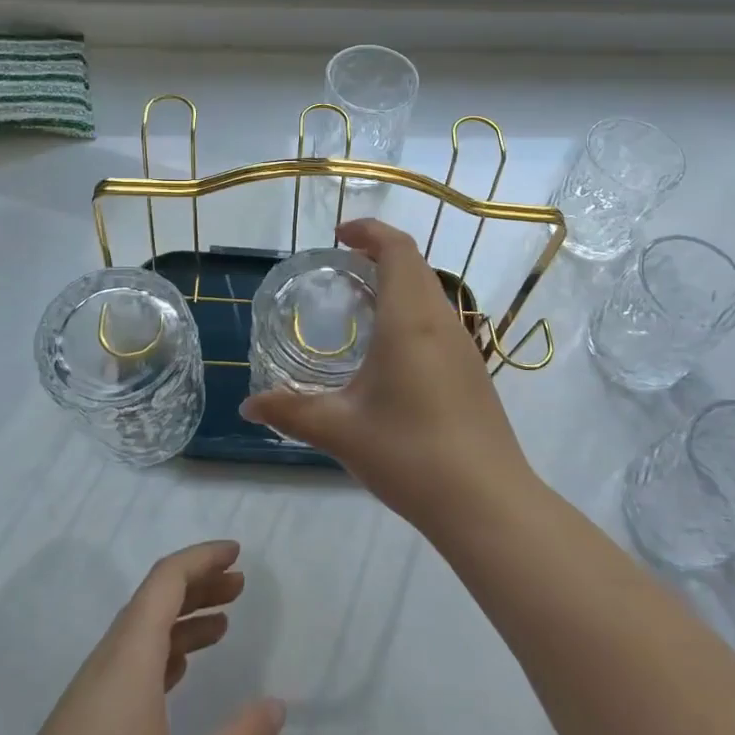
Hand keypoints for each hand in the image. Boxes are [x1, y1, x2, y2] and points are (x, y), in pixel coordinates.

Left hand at [0, 541, 284, 734]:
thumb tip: (276, 707)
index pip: (165, 581)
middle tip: (239, 587)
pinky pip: (124, 670)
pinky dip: (159, 658)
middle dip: (196, 587)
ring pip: (136, 638)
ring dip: (179, 623)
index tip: (237, 553)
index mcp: (126, 662)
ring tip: (220, 629)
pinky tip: (175, 682)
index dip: (202, 559)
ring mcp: (82, 704)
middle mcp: (101, 669)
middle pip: (150, 603)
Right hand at [240, 218, 539, 538]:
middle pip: (415, 264)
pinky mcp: (472, 371)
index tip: (338, 236)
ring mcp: (463, 346)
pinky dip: (411, 310)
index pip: (397, 249)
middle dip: (379, 252)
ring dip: (398, 282)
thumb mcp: (340, 431)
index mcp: (410, 320)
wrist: (486, 503)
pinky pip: (439, 320)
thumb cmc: (410, 454)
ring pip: (430, 292)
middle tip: (342, 266)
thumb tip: (248, 406)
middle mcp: (441, 322)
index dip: (370, 231)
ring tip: (359, 304)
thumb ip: (291, 412)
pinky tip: (389, 350)